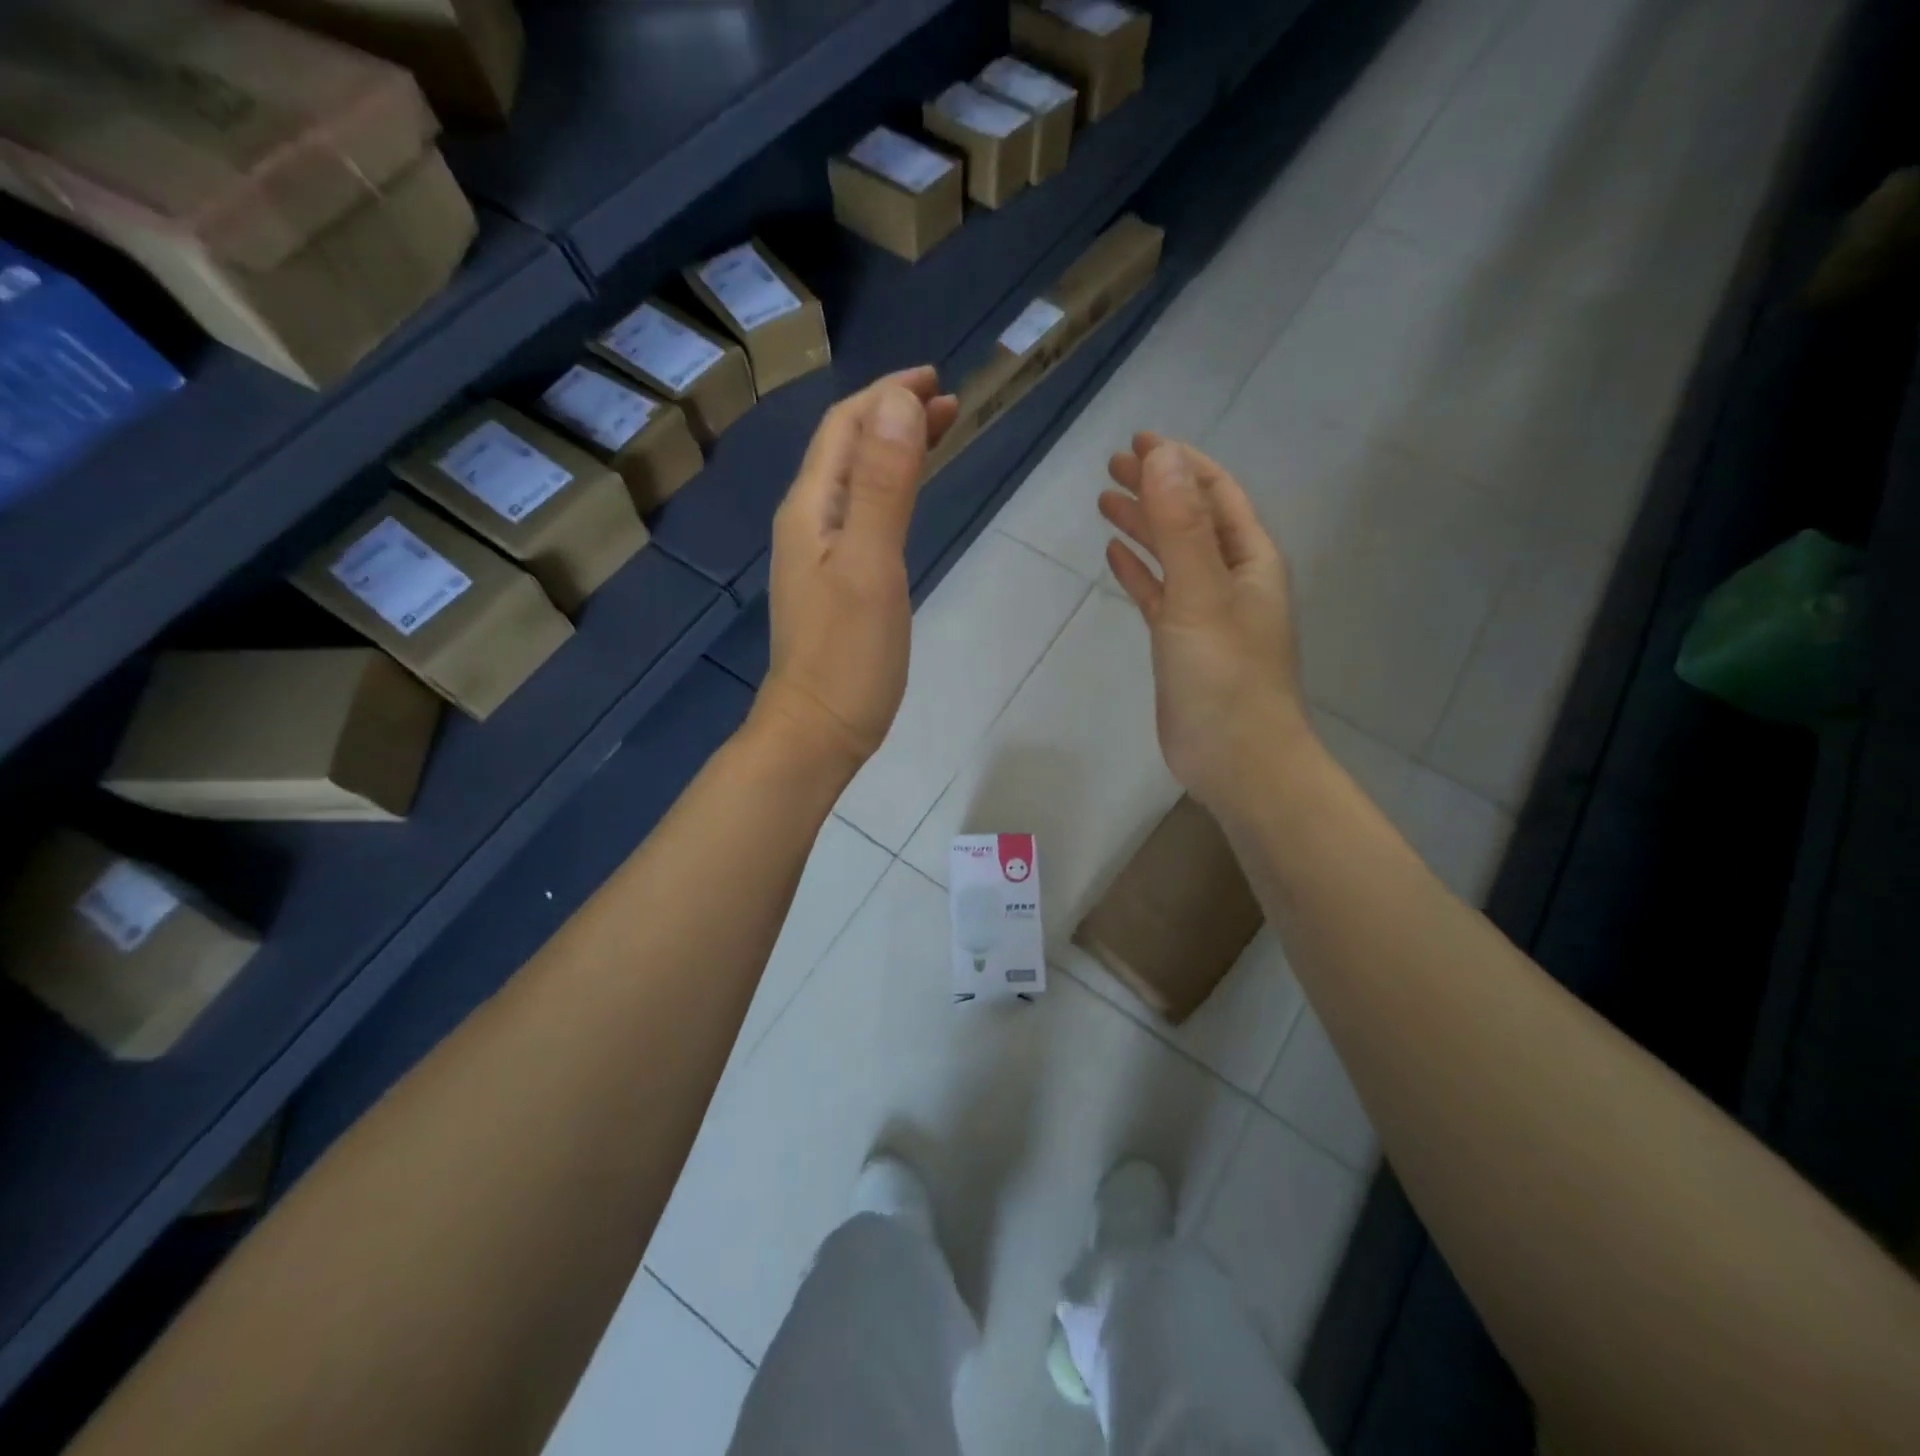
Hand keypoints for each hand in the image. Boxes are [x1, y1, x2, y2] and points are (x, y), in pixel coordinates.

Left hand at [754, 367, 957, 775]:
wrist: (817, 730)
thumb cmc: (848, 656)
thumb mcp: (872, 566)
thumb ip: (886, 486)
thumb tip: (899, 403)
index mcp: (811, 509)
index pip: (845, 428)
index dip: (887, 396)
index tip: (937, 380)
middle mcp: (808, 522)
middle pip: (849, 449)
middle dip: (894, 417)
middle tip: (950, 405)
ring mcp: (819, 555)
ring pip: (857, 483)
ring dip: (894, 451)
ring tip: (939, 437)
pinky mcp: (835, 584)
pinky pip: (862, 517)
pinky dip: (891, 492)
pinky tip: (909, 501)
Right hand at [1101, 433, 1308, 811]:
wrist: (1237, 759)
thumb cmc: (1224, 676)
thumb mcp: (1200, 592)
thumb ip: (1180, 525)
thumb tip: (1163, 455)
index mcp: (1249, 559)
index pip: (1216, 493)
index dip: (1180, 463)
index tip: (1140, 440)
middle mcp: (1232, 578)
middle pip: (1191, 519)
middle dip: (1156, 488)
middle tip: (1112, 467)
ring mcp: (1206, 613)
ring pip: (1172, 555)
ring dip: (1143, 527)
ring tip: (1105, 502)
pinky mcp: (1183, 645)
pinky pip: (1160, 594)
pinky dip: (1140, 572)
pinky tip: (1115, 557)